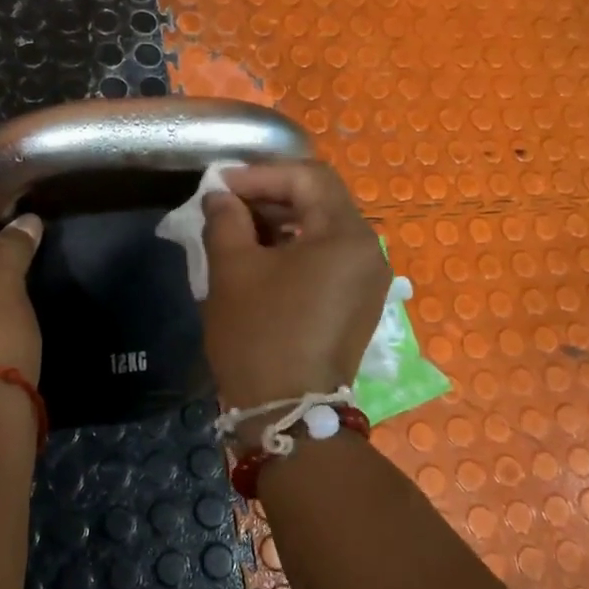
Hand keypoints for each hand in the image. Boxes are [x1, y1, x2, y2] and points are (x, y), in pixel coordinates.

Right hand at [201, 161, 390, 408]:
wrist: (288, 414)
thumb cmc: (260, 335)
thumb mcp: (232, 269)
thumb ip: (226, 219)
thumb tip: (221, 197)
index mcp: (347, 235)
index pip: (308, 177)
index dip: (260, 173)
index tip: (219, 185)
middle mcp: (369, 252)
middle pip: (321, 201)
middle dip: (270, 195)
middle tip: (226, 203)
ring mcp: (367, 282)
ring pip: (323, 230)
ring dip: (280, 223)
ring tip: (237, 230)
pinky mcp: (357, 305)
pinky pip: (327, 260)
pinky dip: (294, 250)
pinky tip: (260, 259)